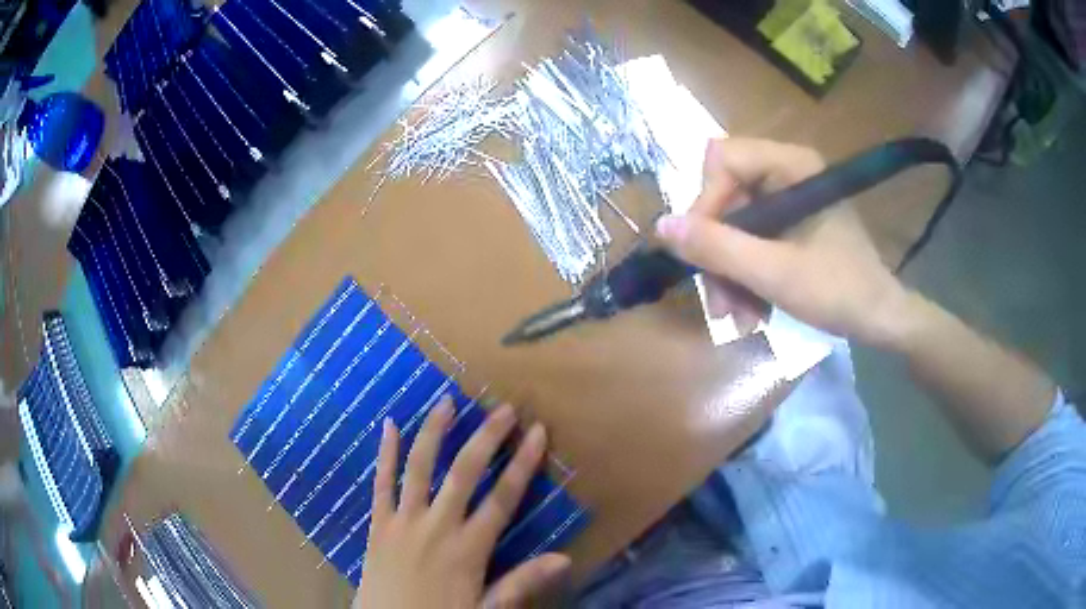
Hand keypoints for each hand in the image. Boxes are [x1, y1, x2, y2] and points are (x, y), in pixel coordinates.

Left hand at [354, 398, 570, 608]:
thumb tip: (564, 559)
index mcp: (468, 549)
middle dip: (486, 438)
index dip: (522, 464)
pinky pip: (380, 483)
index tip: (537, 432)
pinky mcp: (377, 524)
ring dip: (434, 433)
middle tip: (504, 409)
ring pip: (419, 468)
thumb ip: (520, 584)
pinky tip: (388, 426)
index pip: (502, 499)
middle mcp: (437, 527)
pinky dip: (385, 454)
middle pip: (464, 473)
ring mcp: (403, 522)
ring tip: (447, 402)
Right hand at [655, 138, 910, 346]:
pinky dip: (747, 278)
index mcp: (791, 165)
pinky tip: (752, 313)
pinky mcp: (791, 226)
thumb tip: (661, 226)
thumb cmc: (840, 291)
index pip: (723, 162)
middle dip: (719, 254)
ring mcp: (788, 201)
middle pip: (726, 198)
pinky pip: (752, 242)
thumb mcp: (775, 273)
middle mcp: (786, 173)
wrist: (881, 321)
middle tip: (719, 304)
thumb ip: (718, 248)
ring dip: (730, 275)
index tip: (701, 256)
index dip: (705, 205)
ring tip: (738, 319)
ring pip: (735, 227)